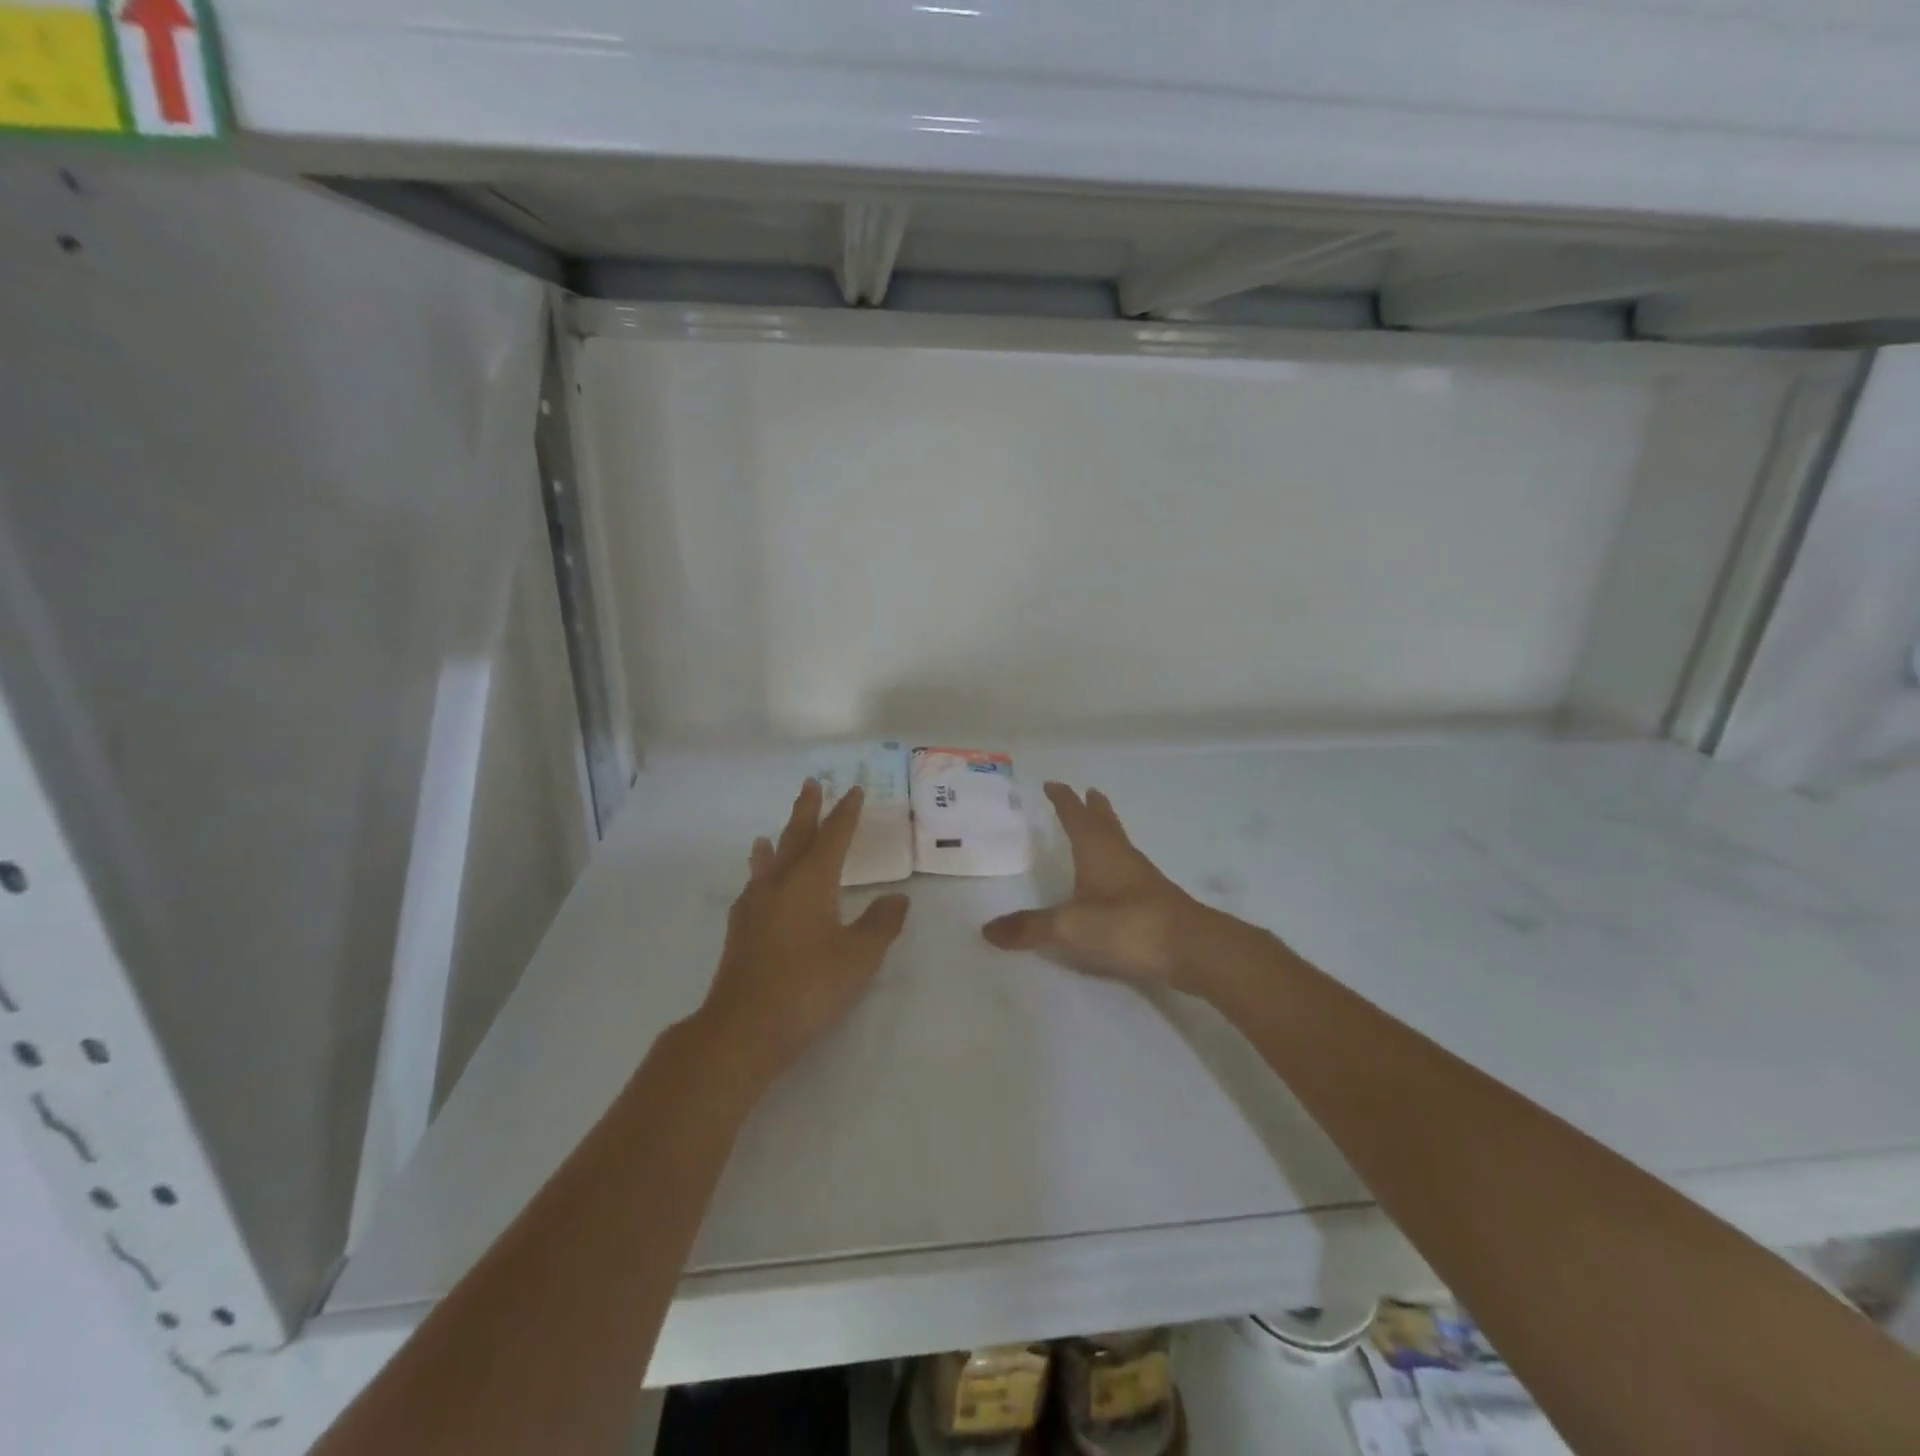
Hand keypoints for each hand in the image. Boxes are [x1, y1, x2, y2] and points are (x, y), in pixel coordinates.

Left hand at [696, 780, 910, 1081]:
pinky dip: (760, 873)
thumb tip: (898, 899)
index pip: (833, 836)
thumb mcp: (859, 956)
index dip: (846, 813)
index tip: (854, 790)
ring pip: (768, 861)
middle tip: (811, 784)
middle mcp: (779, 883)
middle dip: (807, 810)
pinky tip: (759, 887)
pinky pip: (754, 886)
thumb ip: (881, 924)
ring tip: (770, 833)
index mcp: (810, 881)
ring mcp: (754, 906)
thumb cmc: (809, 986)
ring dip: (777, 841)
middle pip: (795, 837)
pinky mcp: (740, 930)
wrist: (744, 1028)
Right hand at [982, 782, 1238, 997]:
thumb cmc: (1125, 924)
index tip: (1052, 784)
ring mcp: (1141, 876)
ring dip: (1108, 830)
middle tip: (1088, 791)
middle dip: (1093, 807)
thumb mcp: (1068, 927)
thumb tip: (987, 931)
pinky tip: (1115, 877)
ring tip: (1099, 827)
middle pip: (1105, 822)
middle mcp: (1120, 854)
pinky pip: (1129, 868)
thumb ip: (1029, 928)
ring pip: (1119, 843)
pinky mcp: (1154, 898)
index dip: (1063, 799)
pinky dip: (1117, 860)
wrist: (1189, 947)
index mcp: (1097, 849)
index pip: (1075, 815)